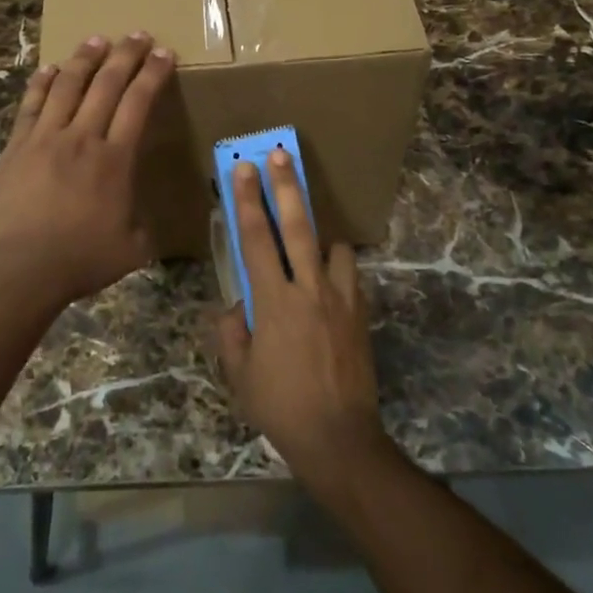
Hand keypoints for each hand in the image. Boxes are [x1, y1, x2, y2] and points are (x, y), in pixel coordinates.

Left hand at [0, 31, 174, 308]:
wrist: (19, 269)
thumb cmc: (79, 260)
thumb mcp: (131, 249)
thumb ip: (143, 229)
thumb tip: (147, 224)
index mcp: (115, 159)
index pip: (139, 103)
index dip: (153, 75)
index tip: (164, 54)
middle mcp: (82, 138)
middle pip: (107, 84)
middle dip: (126, 55)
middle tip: (138, 35)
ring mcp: (45, 138)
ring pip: (68, 85)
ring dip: (85, 59)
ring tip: (97, 39)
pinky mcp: (17, 147)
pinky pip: (31, 105)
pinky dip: (42, 83)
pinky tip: (50, 68)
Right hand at [213, 149, 387, 485]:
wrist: (339, 437)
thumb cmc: (280, 406)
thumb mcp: (240, 373)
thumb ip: (232, 332)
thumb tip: (235, 306)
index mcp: (274, 301)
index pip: (256, 239)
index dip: (248, 200)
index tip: (243, 168)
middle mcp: (309, 289)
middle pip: (298, 226)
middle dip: (287, 186)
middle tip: (280, 154)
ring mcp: (341, 299)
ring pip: (333, 246)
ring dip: (318, 235)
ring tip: (308, 238)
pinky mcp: (361, 313)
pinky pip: (348, 275)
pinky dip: (335, 268)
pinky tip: (326, 281)